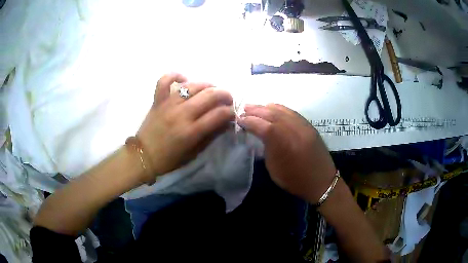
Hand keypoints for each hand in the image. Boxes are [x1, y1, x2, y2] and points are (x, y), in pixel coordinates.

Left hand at [136, 73, 234, 182]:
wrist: (143, 156)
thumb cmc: (169, 159)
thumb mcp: (194, 153)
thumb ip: (210, 136)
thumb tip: (224, 122)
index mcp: (192, 131)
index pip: (219, 114)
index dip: (230, 111)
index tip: (232, 112)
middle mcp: (182, 114)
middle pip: (210, 95)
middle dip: (225, 94)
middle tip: (227, 99)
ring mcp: (168, 104)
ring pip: (192, 85)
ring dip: (207, 85)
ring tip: (211, 90)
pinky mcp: (157, 100)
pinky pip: (164, 81)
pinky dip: (175, 76)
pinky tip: (184, 80)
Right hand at [239, 104, 335, 202]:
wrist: (322, 182)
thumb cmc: (295, 180)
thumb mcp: (274, 169)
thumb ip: (267, 148)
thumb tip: (260, 134)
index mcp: (283, 145)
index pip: (262, 126)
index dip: (249, 121)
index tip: (239, 120)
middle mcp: (294, 131)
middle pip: (272, 114)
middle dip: (256, 110)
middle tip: (244, 110)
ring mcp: (303, 126)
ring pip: (282, 110)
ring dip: (266, 107)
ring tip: (255, 107)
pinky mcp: (309, 126)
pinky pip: (292, 112)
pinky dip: (280, 108)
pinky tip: (272, 108)